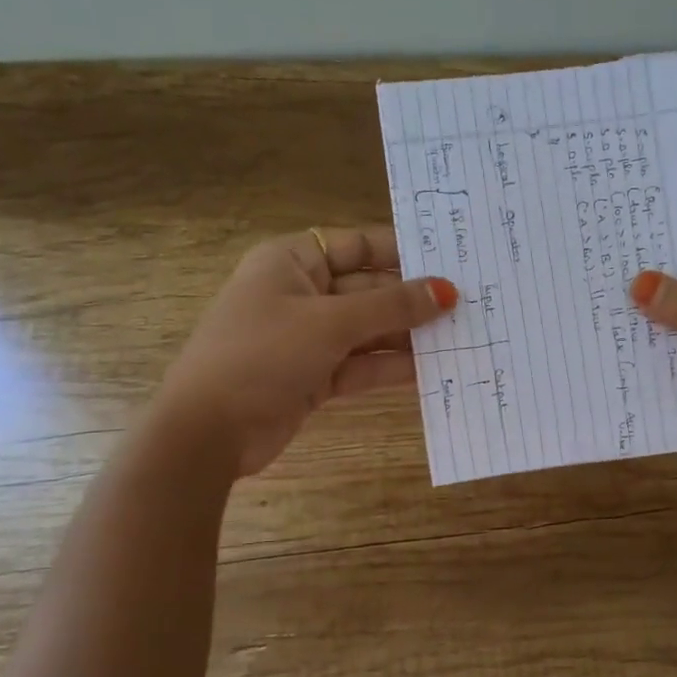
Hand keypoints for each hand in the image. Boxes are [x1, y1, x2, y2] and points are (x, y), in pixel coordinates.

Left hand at [161, 227, 456, 476]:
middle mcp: (300, 294)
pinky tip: (432, 367)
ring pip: (368, 329)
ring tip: (460, 335)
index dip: (401, 251)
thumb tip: (447, 290)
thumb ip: (392, 306)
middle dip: (412, 298)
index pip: (356, 245)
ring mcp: (307, 338)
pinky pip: (361, 363)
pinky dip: (391, 366)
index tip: (449, 261)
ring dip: (408, 334)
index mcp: (291, 262)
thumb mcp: (331, 323)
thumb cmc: (263, 354)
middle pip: (367, 289)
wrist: (209, 431)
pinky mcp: (314, 376)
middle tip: (467, 303)